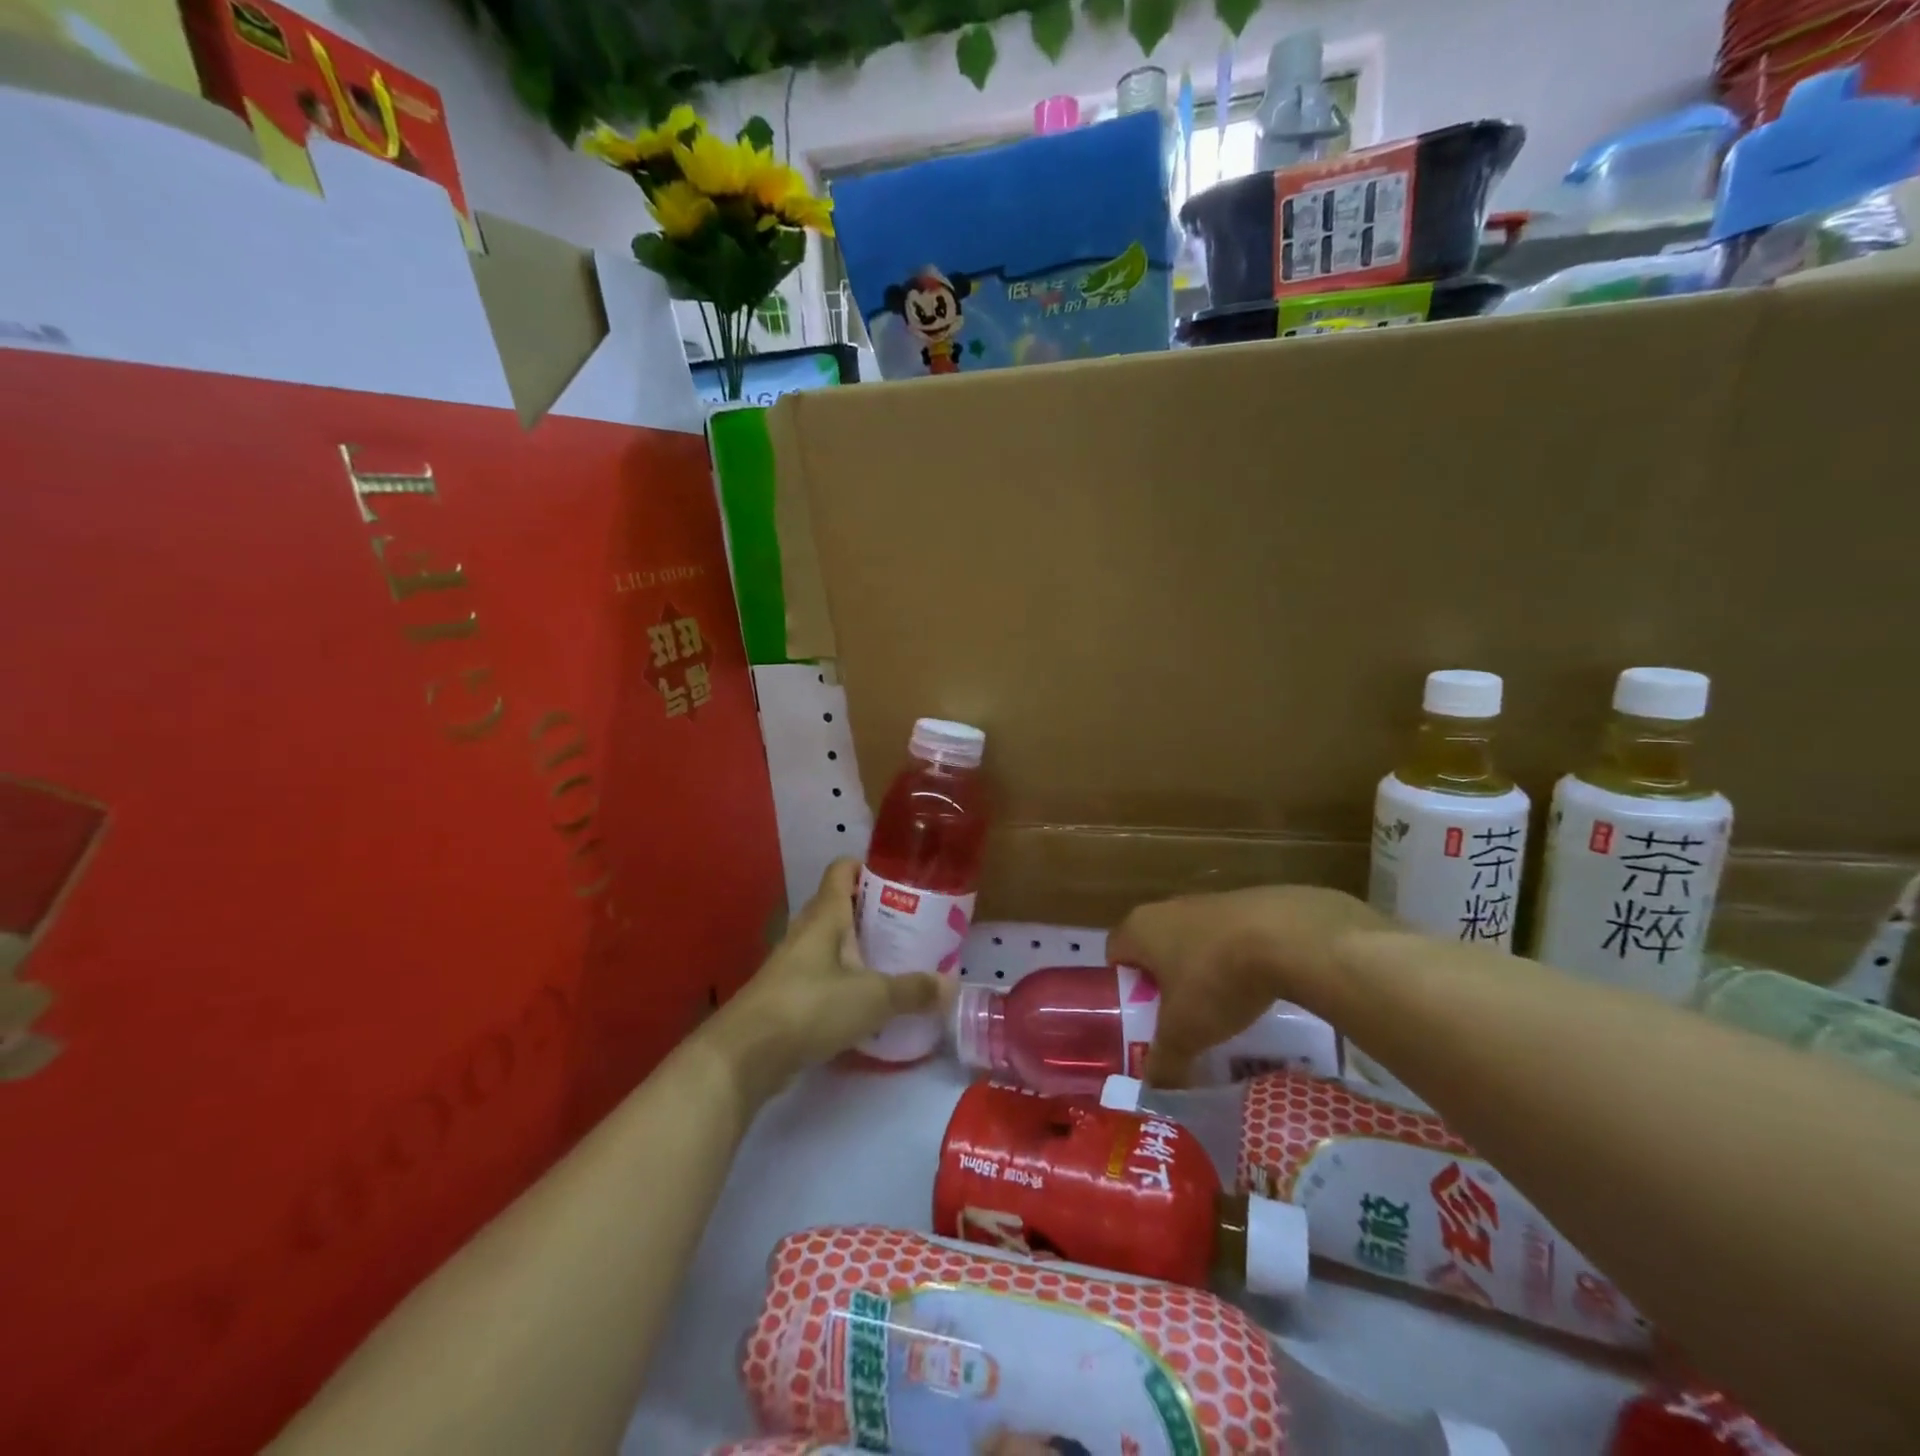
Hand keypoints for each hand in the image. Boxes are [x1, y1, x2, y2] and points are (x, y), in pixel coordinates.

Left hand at [713, 859, 940, 1100]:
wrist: (745, 1056)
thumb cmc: (810, 1007)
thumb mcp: (872, 998)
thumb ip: (913, 990)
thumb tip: (952, 985)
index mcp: (825, 915)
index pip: (842, 870)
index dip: (868, 867)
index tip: (899, 879)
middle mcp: (807, 931)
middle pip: (840, 906)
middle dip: (873, 912)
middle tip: (910, 924)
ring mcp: (793, 964)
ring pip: (831, 944)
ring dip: (860, 949)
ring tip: (896, 961)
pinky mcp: (787, 996)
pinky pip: (823, 976)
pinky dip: (846, 981)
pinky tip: (869, 1002)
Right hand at [1109, 885, 1387, 1086]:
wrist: (1287, 936)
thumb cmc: (1215, 978)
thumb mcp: (1184, 1032)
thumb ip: (1163, 1062)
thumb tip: (1153, 1091)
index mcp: (1138, 928)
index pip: (1115, 955)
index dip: (1122, 989)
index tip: (1139, 1019)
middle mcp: (1165, 908)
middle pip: (1153, 949)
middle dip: (1163, 984)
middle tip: (1177, 1020)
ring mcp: (1205, 902)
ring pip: (1191, 943)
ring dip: (1199, 972)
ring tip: (1218, 1011)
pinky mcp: (1243, 904)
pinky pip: (1225, 938)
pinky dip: (1232, 961)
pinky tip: (1252, 989)